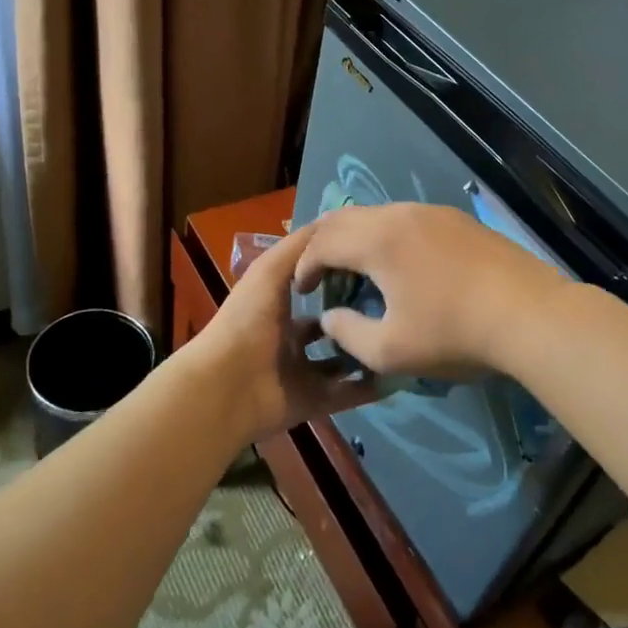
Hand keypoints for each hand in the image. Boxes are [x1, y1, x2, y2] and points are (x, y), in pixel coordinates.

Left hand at [188, 223, 378, 441]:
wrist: (227, 384)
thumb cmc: (248, 320)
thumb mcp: (271, 270)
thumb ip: (300, 247)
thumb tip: (335, 225)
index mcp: (277, 309)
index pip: (312, 291)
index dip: (338, 279)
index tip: (372, 268)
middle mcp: (290, 341)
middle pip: (330, 328)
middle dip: (356, 318)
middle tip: (394, 306)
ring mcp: (302, 374)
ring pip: (342, 362)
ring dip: (366, 352)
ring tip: (400, 336)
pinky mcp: (314, 402)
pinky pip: (347, 394)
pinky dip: (369, 387)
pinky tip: (397, 371)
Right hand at [293, 203, 568, 379]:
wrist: (532, 315)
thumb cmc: (454, 334)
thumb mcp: (389, 350)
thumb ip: (348, 333)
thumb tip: (330, 317)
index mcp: (377, 241)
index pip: (323, 242)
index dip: (304, 266)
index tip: (302, 291)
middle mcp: (401, 214)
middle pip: (345, 218)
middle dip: (323, 244)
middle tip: (317, 272)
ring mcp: (434, 212)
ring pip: (378, 215)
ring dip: (356, 238)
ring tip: (355, 268)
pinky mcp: (459, 220)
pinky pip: (407, 220)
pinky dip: (386, 237)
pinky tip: (399, 264)